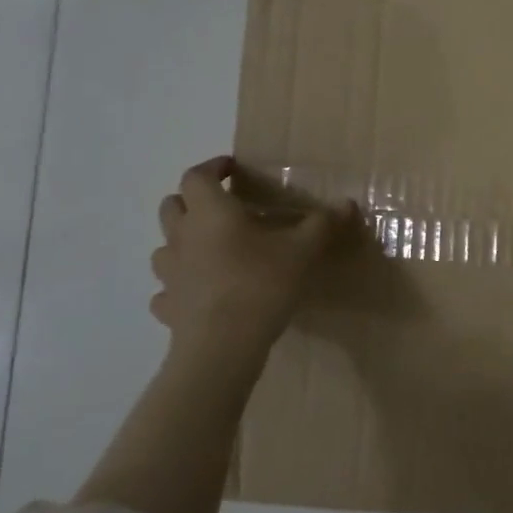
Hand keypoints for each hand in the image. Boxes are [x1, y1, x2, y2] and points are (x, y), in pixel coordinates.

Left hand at [150, 157, 352, 353]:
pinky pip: (167, 287)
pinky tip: (201, 291)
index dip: (213, 167)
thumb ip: (323, 223)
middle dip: (193, 199)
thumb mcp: (304, 250)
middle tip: (223, 206)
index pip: (197, 176)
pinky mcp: (167, 305)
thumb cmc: (262, 284)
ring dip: (183, 240)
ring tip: (211, 249)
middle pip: (172, 205)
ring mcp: (169, 272)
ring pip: (164, 245)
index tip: (232, 168)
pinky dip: (180, 283)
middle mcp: (182, 236)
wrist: (223, 345)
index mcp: (211, 212)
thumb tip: (348, 203)